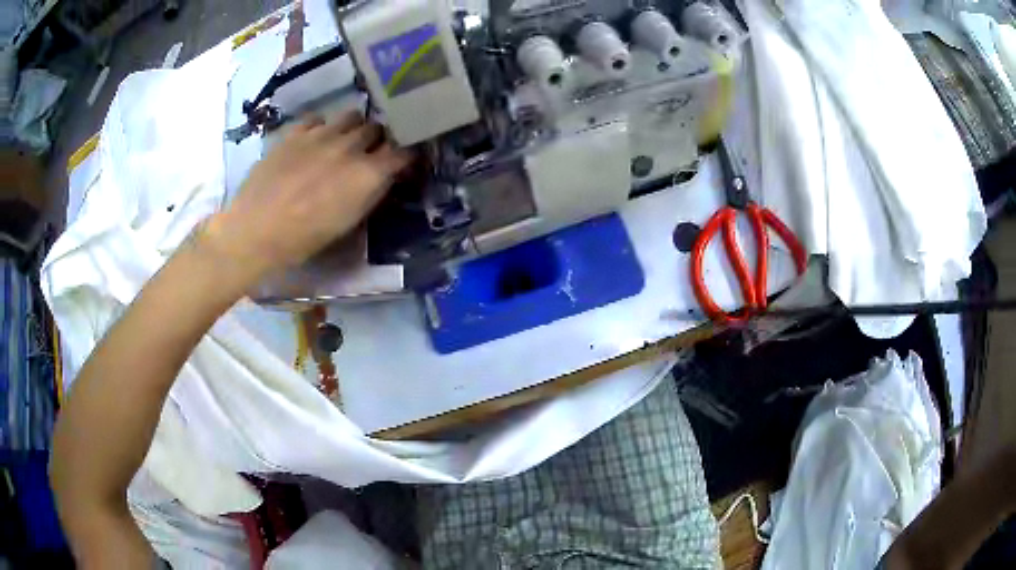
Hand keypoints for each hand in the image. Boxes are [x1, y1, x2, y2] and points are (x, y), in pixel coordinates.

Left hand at [205, 111, 411, 287]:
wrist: (255, 230)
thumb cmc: (303, 239)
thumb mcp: (347, 224)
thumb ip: (371, 193)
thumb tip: (384, 176)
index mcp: (367, 174)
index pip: (403, 152)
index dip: (406, 156)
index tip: (404, 162)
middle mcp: (349, 146)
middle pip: (377, 128)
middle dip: (378, 139)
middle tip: (370, 153)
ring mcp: (321, 134)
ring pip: (351, 116)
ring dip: (353, 128)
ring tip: (343, 142)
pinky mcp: (295, 132)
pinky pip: (318, 119)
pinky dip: (322, 127)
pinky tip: (314, 142)